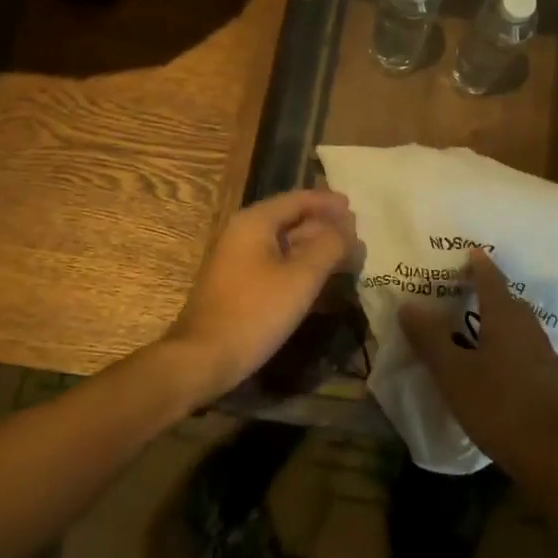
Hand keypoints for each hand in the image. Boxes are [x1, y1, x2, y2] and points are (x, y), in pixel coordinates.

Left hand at [162, 189, 358, 401]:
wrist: (202, 358)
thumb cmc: (254, 312)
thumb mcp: (301, 277)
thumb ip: (329, 246)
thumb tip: (347, 228)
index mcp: (255, 222)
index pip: (298, 199)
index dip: (328, 203)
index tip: (354, 207)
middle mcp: (243, 232)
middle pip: (291, 219)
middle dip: (324, 226)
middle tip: (355, 234)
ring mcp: (238, 259)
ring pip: (284, 243)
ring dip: (314, 247)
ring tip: (345, 255)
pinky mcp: (238, 283)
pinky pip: (275, 262)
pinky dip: (299, 264)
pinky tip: (318, 278)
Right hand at [399, 249, 557, 484]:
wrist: (550, 452)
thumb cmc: (496, 405)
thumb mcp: (453, 373)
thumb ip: (430, 338)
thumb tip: (408, 304)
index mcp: (505, 316)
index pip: (491, 278)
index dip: (478, 264)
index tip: (467, 252)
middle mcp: (528, 324)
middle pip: (505, 298)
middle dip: (485, 290)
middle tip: (460, 289)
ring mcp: (543, 349)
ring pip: (516, 322)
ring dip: (496, 318)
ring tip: (472, 324)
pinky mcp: (549, 374)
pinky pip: (523, 344)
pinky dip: (506, 341)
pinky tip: (494, 360)